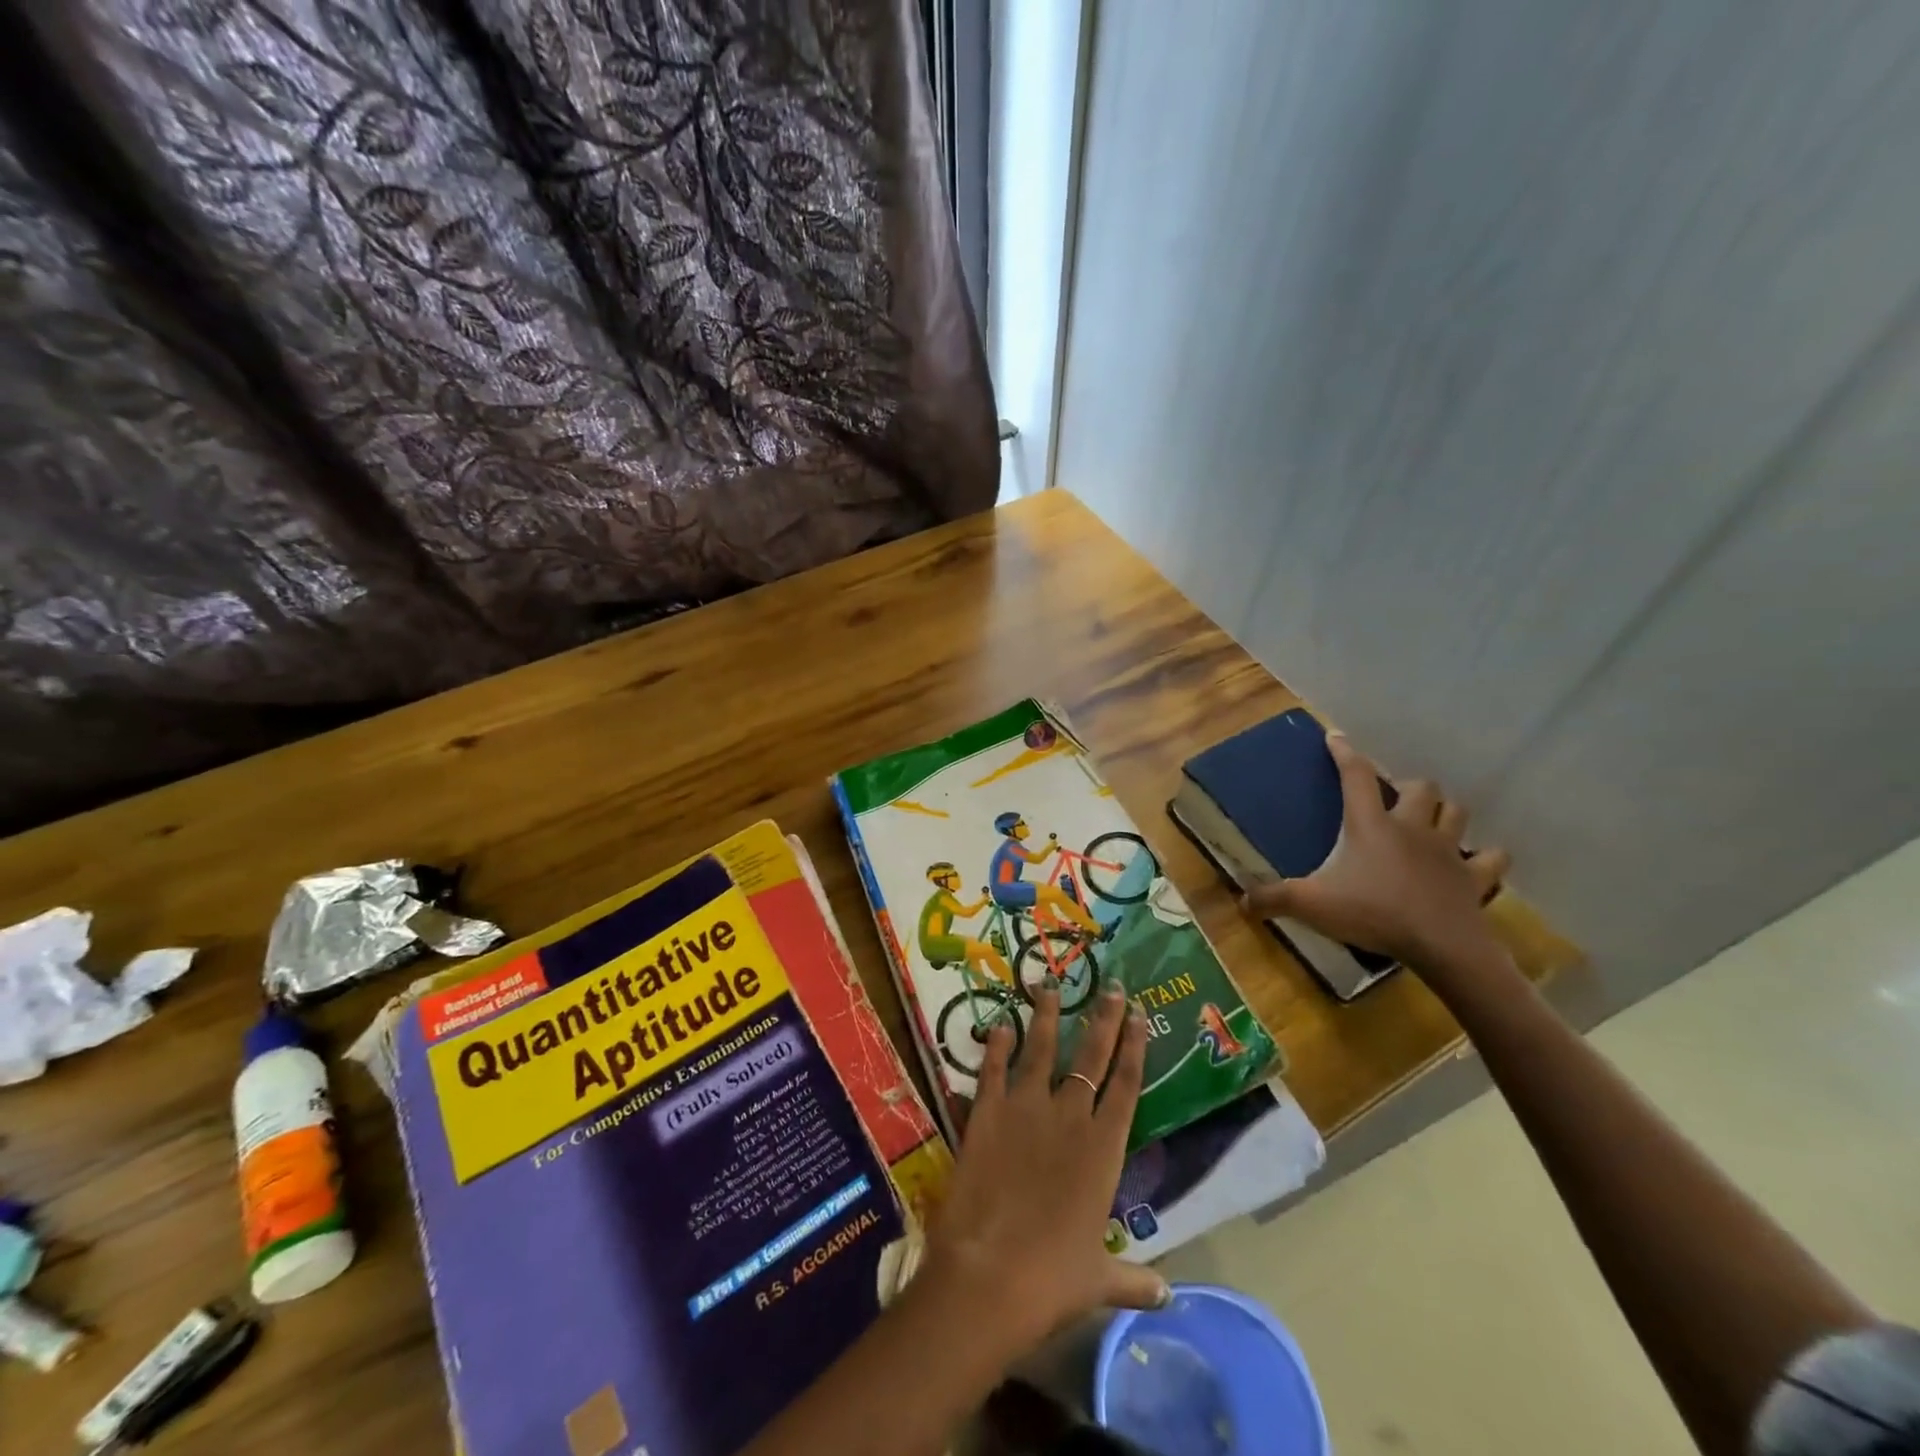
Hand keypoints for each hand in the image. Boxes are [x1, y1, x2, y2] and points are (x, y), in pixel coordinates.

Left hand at [922, 982, 1167, 1352]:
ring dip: (1046, 1014)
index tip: (1140, 1015)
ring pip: (1042, 1048)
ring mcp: (1026, 1107)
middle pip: (1092, 1054)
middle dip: (1104, 1018)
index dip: (1135, 1047)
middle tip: (1112, 986)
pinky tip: (999, 1024)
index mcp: (1104, 1148)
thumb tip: (1169, 1298)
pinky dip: (996, 1045)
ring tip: (1048, 983)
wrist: (990, 1274)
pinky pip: (993, 1068)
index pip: (1128, 1084)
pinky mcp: (987, 1110)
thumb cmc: (1053, 1279)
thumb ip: (1134, 1279)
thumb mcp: (1099, 1279)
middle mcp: (1070, 1115)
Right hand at [1243, 734, 1511, 986]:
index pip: (1356, 776)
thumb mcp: (1311, 905)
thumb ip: (1273, 899)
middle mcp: (1411, 828)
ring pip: (1457, 813)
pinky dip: (1486, 858)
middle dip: (1408, 787)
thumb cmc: (1373, 914)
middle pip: (1420, 788)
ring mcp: (1448, 851)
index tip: (1336, 736)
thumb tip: (1240, 902)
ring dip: (1445, 812)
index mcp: (1370, 825)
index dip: (1344, 753)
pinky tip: (1477, 862)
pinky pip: (1490, 860)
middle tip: (1394, 799)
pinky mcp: (1474, 879)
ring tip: (1433, 821)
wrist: (1441, 947)